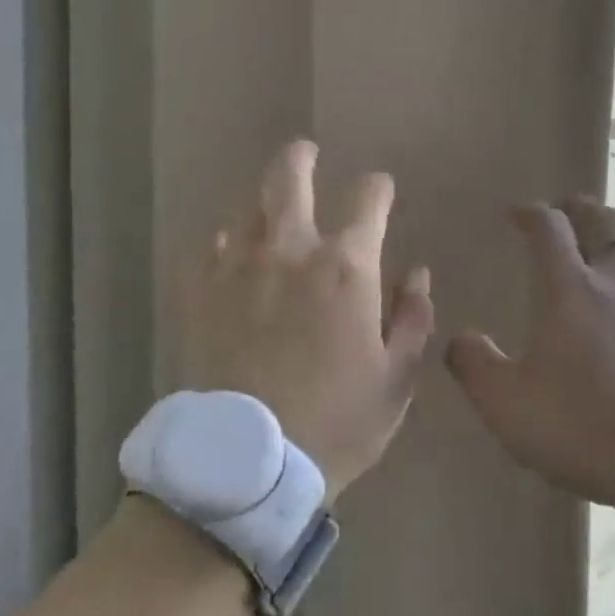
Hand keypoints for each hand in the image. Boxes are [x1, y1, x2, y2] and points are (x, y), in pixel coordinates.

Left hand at [181, 140, 434, 500]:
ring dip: (261, 198)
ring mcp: (237, 268)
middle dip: (300, 158)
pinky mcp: (197, 293)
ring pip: (245, 207)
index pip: (368, 199)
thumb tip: (417, 273)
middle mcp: (290, 251)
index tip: (379, 189)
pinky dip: (219, 243)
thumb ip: (412, 319)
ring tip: (267, 204)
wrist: (249, 463)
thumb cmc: (336, 423)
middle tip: (305, 152)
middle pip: (289, 179)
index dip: (377, 188)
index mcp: (346, 268)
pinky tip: (225, 251)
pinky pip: (204, 248)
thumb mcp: (396, 379)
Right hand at [446, 195, 614, 518]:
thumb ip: (474, 364)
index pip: (549, 227)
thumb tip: (459, 338)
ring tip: (593, 260)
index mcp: (569, 288)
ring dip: (608, 247)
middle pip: (602, 223)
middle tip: (564, 210)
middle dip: (579, 209)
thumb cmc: (581, 423)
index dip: (530, 213)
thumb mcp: (506, 402)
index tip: (514, 215)